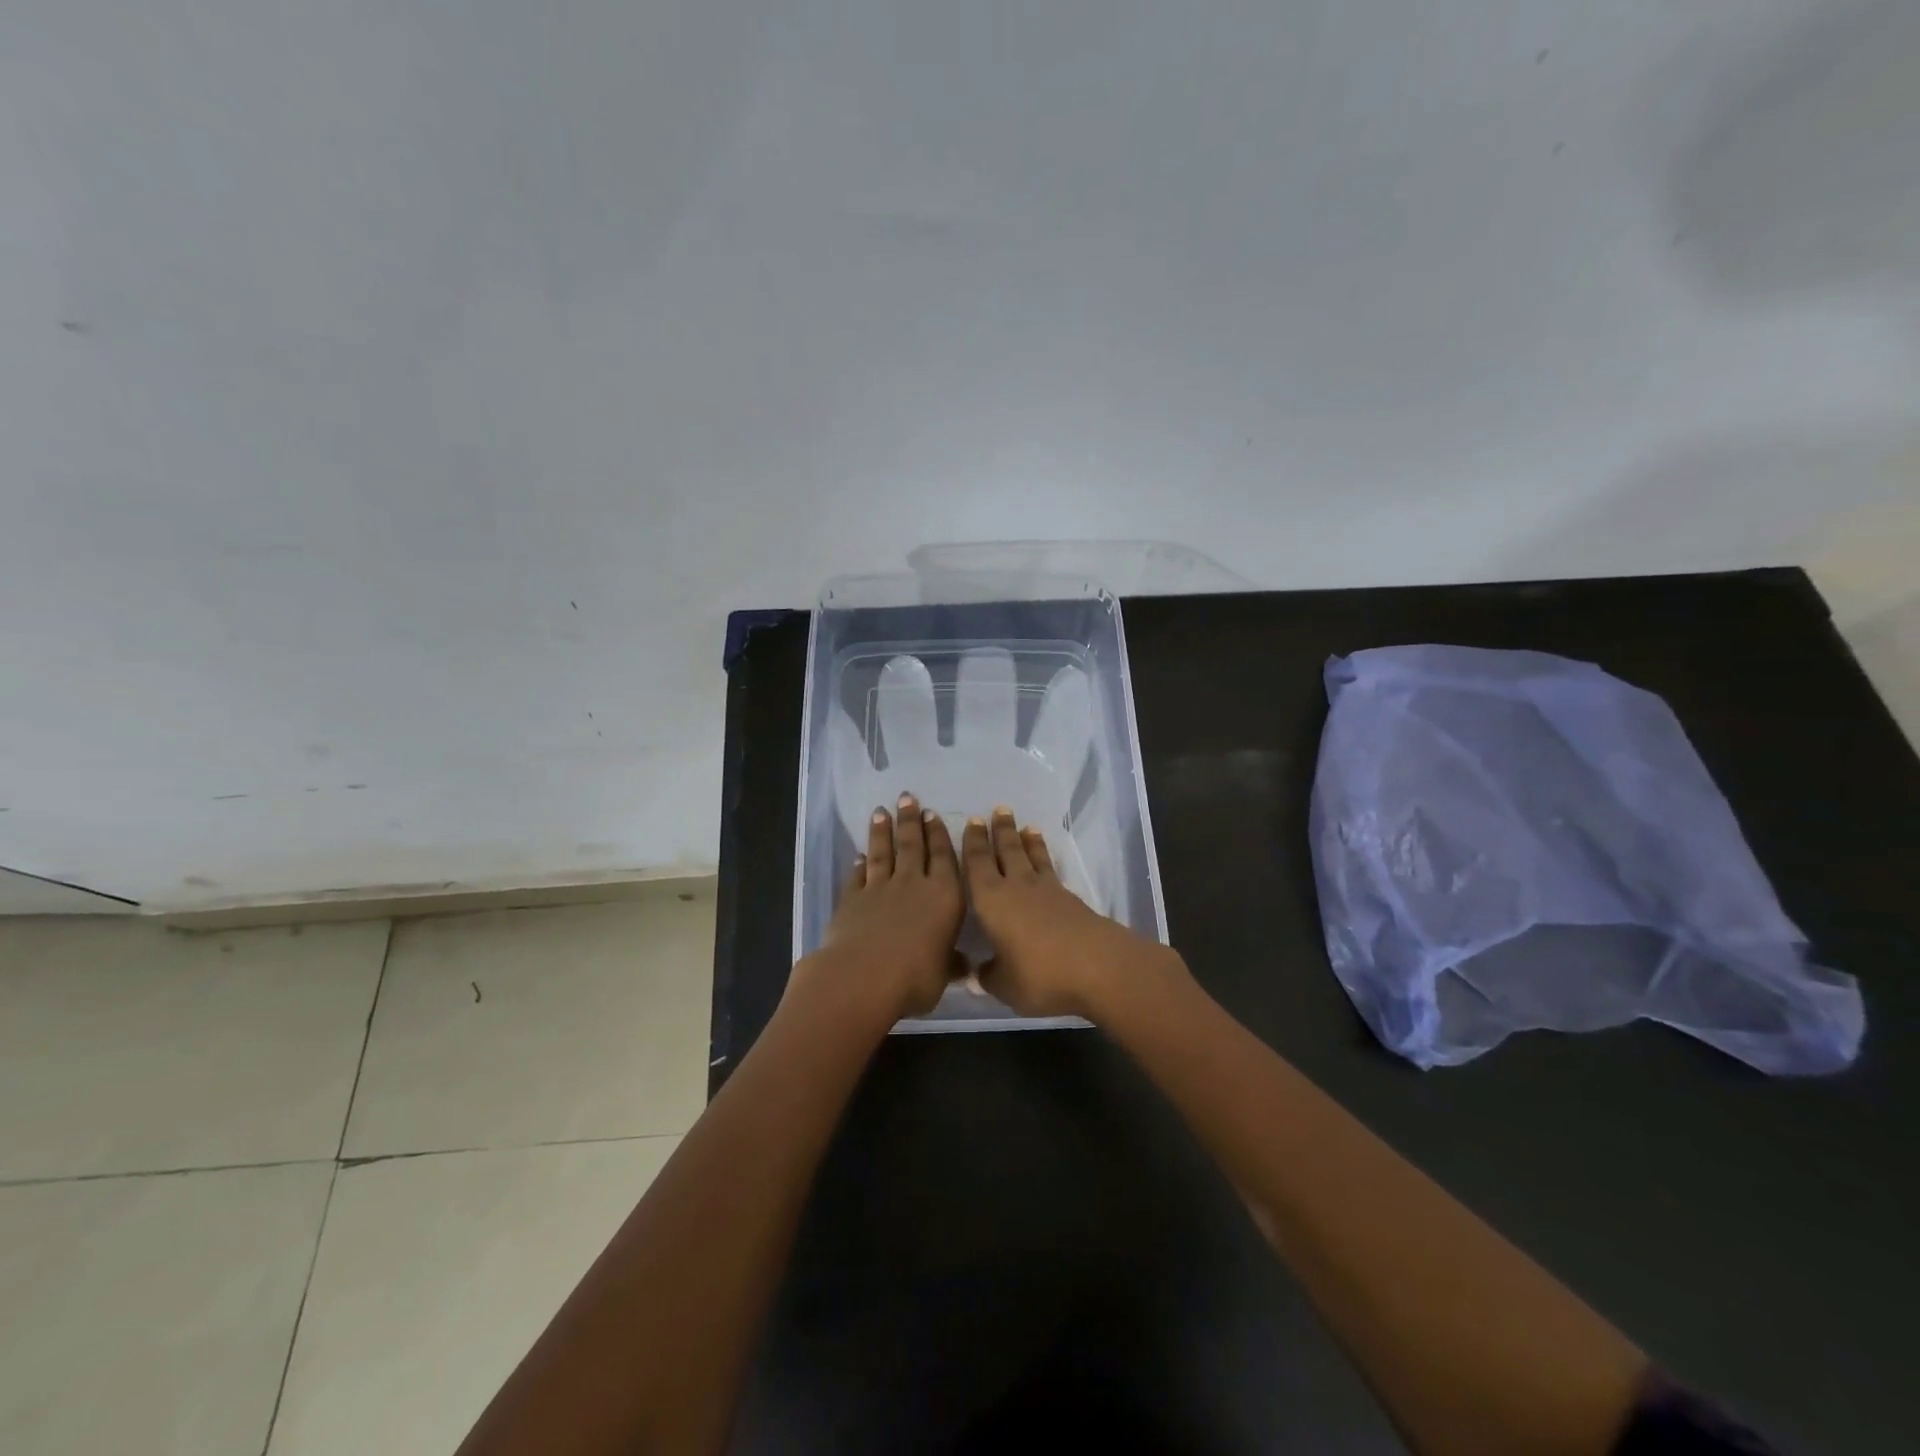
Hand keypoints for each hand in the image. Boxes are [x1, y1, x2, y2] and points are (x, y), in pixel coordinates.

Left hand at [787, 794, 965, 1026]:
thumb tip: (965, 966)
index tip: (933, 814)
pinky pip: (858, 876)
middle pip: (913, 846)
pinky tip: (860, 855)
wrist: (864, 977)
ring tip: (882, 811)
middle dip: (911, 821)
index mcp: (945, 897)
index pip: (945, 858)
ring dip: (883, 832)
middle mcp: (914, 884)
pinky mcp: (853, 899)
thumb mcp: (943, 974)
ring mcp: (880, 889)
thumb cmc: (916, 977)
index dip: (939, 835)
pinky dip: (860, 864)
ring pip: (884, 853)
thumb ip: (951, 964)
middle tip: (908, 798)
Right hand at [962, 806, 1188, 1020]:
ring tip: (1025, 825)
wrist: (1098, 967)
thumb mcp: (1006, 985)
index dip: (973, 843)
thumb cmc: (1040, 974)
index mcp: (991, 901)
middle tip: (999, 810)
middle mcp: (1016, 887)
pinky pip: (1051, 870)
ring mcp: (1047, 891)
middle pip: (1007, 851)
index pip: (977, 864)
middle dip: (1001, 831)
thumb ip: (989, 977)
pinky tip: (1046, 862)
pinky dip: (1045, 859)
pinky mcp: (1070, 900)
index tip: (972, 821)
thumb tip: (974, 975)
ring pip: (1032, 857)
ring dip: (1027, 840)